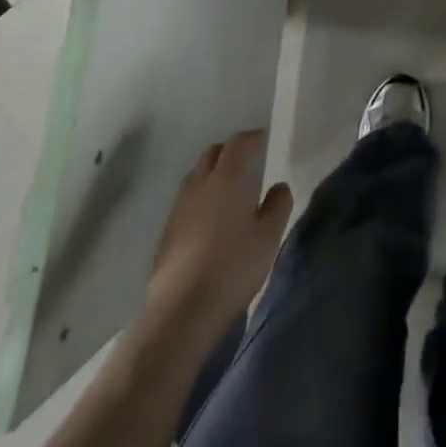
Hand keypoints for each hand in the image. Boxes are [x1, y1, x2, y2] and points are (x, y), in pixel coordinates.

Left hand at [146, 130, 292, 333]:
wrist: (182, 308)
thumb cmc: (234, 266)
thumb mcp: (269, 236)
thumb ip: (278, 205)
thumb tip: (279, 186)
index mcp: (228, 178)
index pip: (238, 143)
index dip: (251, 138)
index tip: (263, 139)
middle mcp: (200, 184)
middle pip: (212, 153)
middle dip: (229, 151)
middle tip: (246, 161)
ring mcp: (179, 207)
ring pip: (196, 175)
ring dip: (212, 173)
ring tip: (227, 189)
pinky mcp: (167, 231)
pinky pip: (186, 199)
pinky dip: (200, 197)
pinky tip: (209, 219)